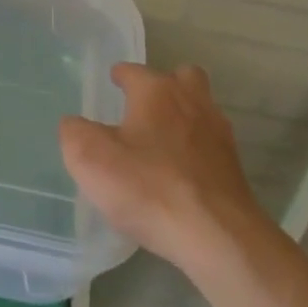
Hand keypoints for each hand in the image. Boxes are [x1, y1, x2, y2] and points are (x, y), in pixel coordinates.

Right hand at [60, 63, 260, 274]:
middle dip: (164, 85)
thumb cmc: (148, 187)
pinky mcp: (233, 166)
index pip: (134, 71)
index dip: (120, 75)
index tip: (113, 81)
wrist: (216, 235)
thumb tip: (75, 124)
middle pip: (182, 77)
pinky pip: (210, 144)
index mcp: (156, 92)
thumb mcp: (90, 159)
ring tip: (161, 139)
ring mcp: (218, 133)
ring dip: (183, 115)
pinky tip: (180, 171)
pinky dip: (195, 148)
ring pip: (201, 108)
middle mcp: (191, 101)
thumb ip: (74, 133)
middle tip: (144, 106)